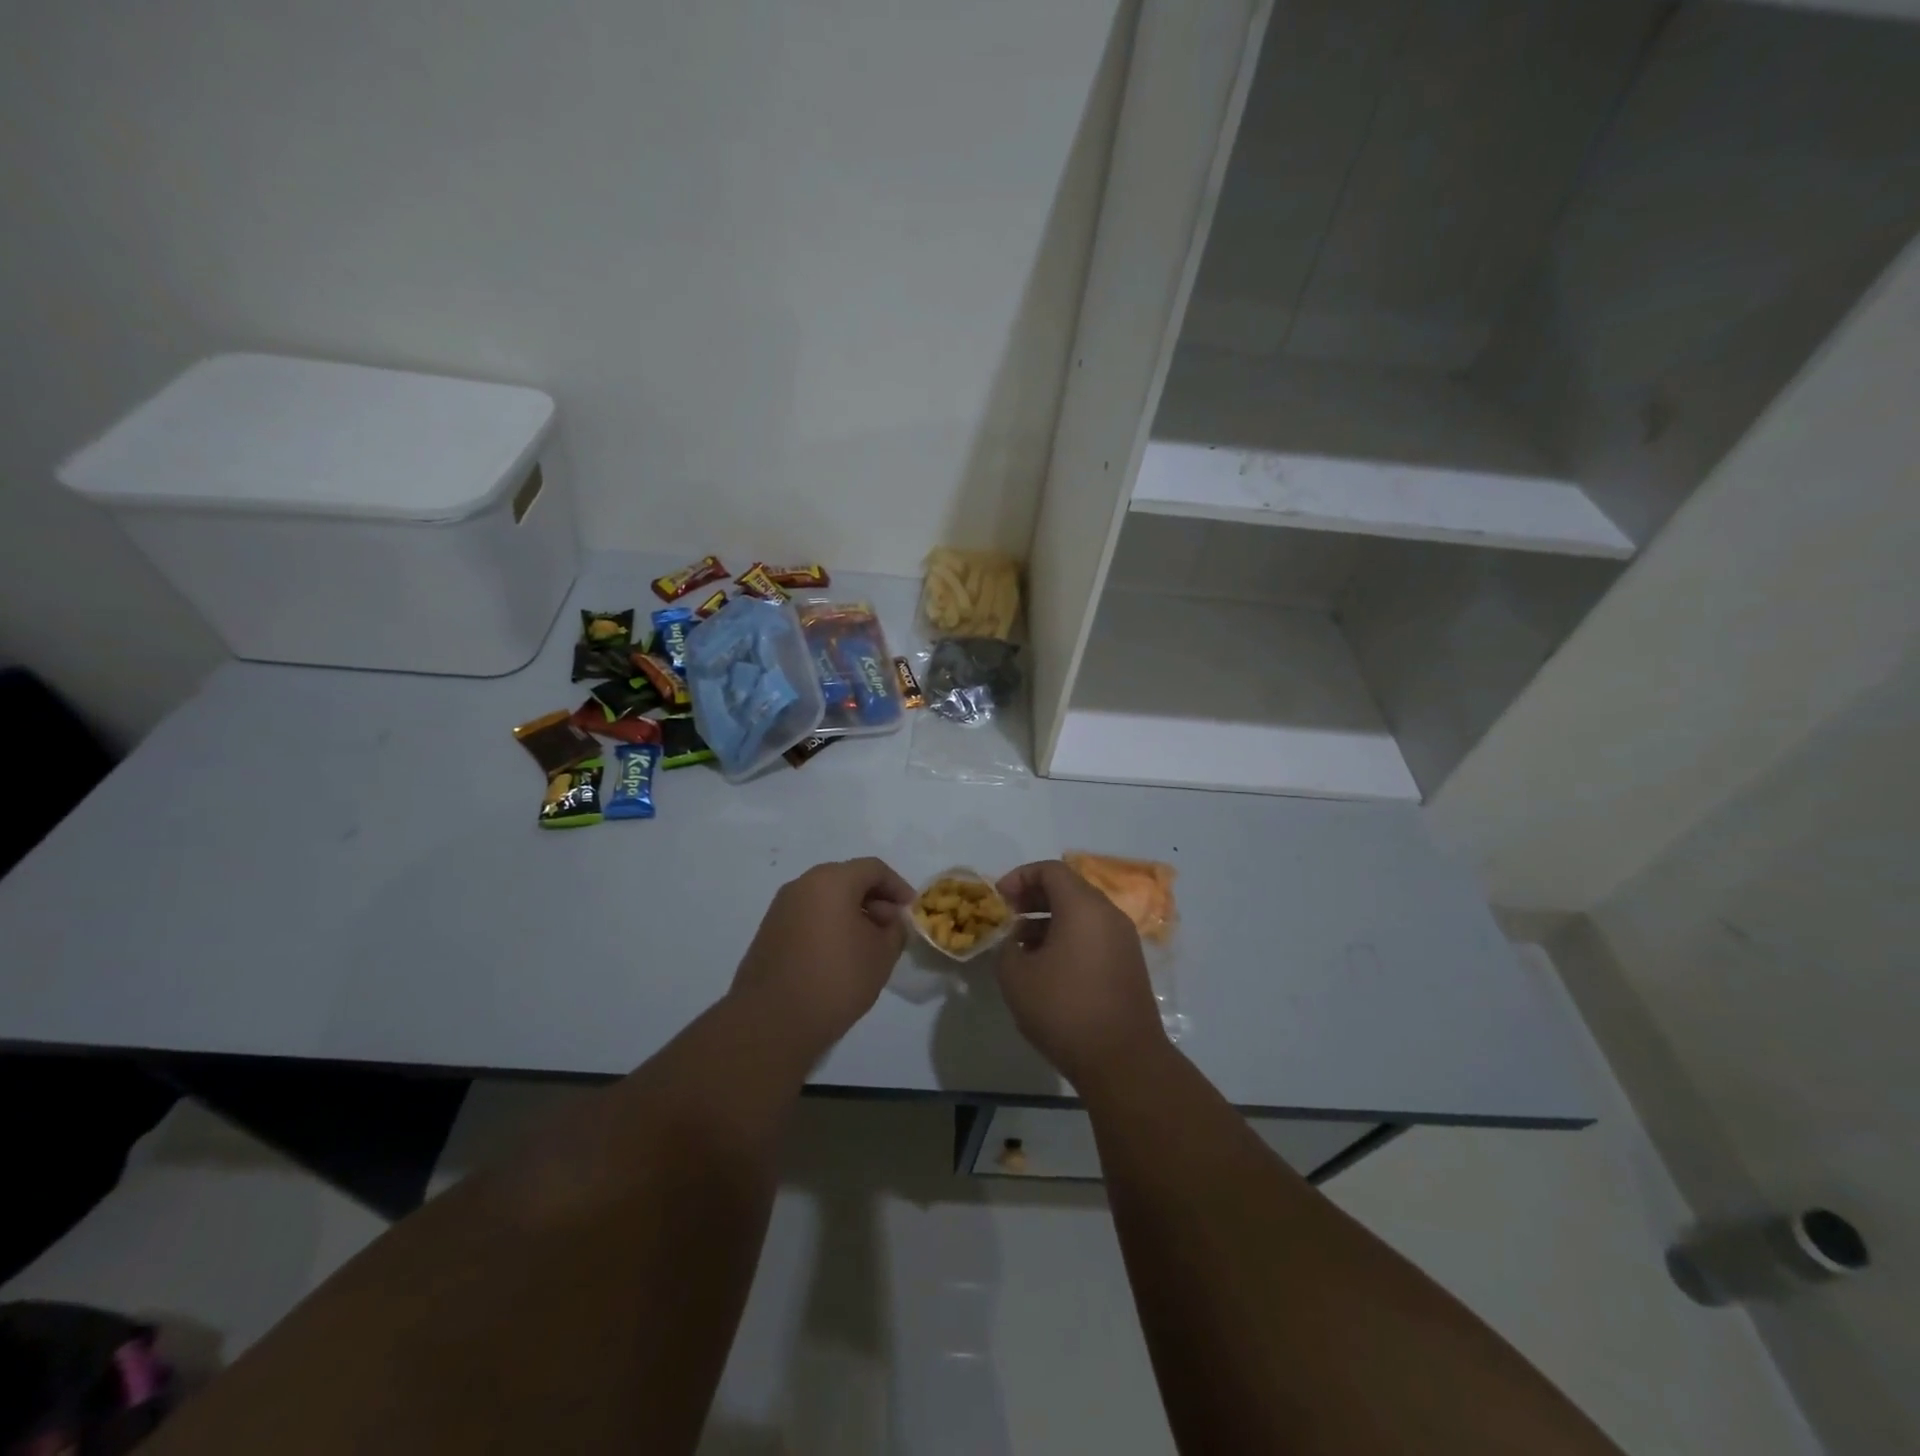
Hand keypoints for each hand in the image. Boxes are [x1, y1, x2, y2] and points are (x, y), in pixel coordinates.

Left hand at [730, 857, 914, 1059]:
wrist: (772, 1021)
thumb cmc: (836, 979)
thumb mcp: (882, 954)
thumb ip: (895, 929)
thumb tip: (890, 920)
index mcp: (831, 880)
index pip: (874, 869)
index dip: (898, 887)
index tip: (910, 912)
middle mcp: (802, 885)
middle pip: (847, 879)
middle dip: (874, 900)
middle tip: (891, 929)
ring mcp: (781, 908)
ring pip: (826, 898)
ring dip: (851, 913)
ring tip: (868, 945)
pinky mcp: (769, 932)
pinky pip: (808, 916)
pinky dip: (829, 926)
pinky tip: (840, 956)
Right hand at [993, 860, 1165, 1089]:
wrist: (1123, 1061)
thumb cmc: (1064, 1009)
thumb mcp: (1016, 977)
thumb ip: (1005, 948)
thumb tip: (1013, 943)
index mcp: (1083, 906)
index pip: (1050, 870)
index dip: (1020, 877)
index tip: (999, 899)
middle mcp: (1108, 914)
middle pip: (1068, 888)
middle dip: (1033, 898)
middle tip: (1008, 918)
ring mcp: (1123, 940)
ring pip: (1082, 914)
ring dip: (1049, 920)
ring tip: (1021, 946)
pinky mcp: (1129, 964)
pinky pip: (1094, 935)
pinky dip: (1068, 938)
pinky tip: (1047, 967)